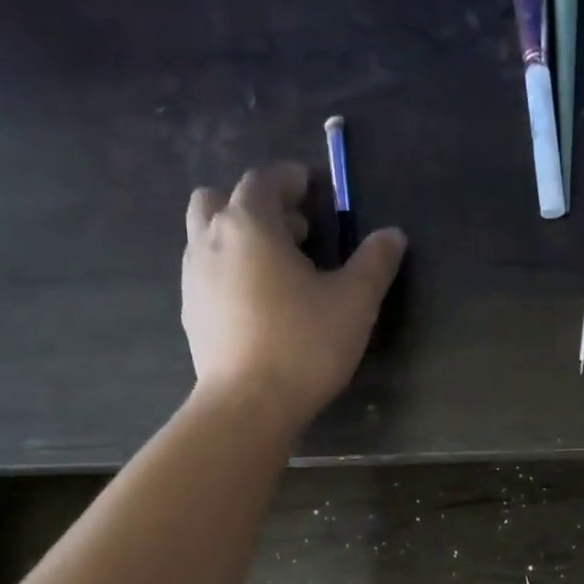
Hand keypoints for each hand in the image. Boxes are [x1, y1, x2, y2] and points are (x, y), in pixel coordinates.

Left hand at [182, 161, 406, 429]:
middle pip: (221, 198)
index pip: (265, 179)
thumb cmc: (304, 345)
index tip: (315, 189)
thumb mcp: (354, 302)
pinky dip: (230, 271)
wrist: (248, 405)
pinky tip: (259, 304)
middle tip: (295, 231)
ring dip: (239, 237)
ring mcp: (193, 278)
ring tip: (279, 269)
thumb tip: (393, 236)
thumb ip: (374, 263)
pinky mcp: (190, 313)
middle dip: (257, 205)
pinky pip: (207, 272)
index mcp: (249, 224)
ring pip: (208, 235)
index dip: (292, 178)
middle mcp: (210, 240)